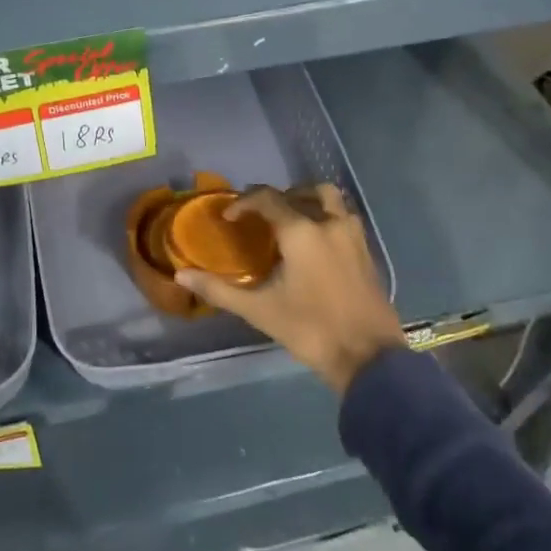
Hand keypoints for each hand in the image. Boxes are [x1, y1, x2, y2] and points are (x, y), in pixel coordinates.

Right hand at [176, 184, 405, 392]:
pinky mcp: (367, 251)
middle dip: (280, 196)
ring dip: (309, 201)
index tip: (229, 218)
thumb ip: (219, 290)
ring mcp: (353, 236)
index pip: (267, 198)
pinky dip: (327, 218)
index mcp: (301, 231)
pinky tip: (316, 245)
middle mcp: (329, 223)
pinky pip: (344, 219)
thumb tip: (181, 276)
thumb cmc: (310, 330)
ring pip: (331, 200)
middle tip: (262, 216)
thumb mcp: (259, 311)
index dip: (244, 203)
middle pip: (305, 191)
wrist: (369, 359)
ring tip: (292, 222)